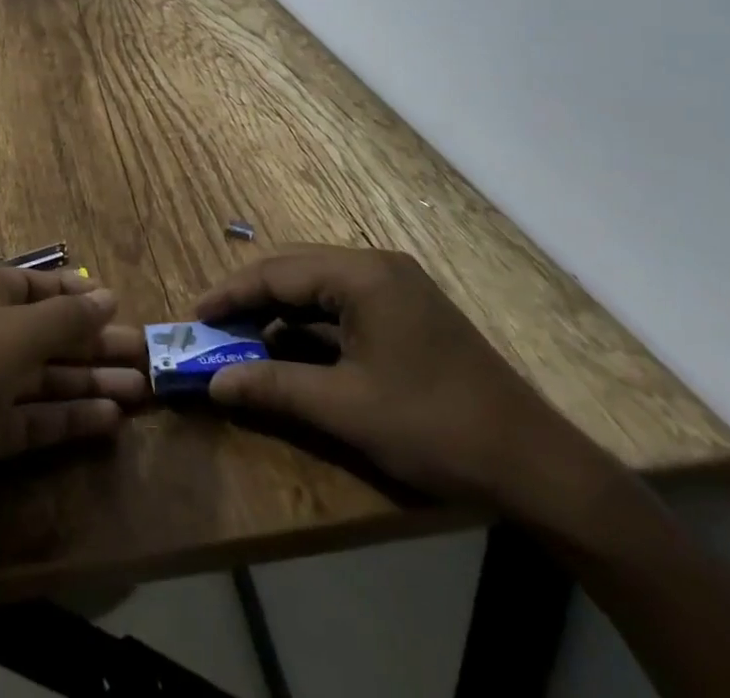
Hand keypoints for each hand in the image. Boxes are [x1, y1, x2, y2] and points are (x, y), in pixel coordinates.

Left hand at [0, 264, 146, 554]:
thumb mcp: (9, 337)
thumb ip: (64, 320)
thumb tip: (107, 296)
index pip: (38, 285)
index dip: (79, 296)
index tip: (122, 308)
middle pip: (46, 334)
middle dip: (94, 345)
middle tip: (148, 358)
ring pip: (43, 379)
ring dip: (89, 384)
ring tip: (141, 392)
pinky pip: (32, 421)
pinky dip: (67, 420)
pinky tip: (108, 422)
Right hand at [196, 247, 603, 515]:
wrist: (534, 463)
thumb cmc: (433, 425)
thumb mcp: (346, 408)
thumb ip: (274, 387)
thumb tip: (214, 383)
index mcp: (362, 275)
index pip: (278, 272)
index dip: (231, 294)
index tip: (195, 317)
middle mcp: (378, 267)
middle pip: (297, 271)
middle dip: (252, 299)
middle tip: (215, 330)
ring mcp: (397, 288)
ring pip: (320, 288)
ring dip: (281, 312)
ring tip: (245, 341)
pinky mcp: (409, 313)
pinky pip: (345, 306)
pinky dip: (312, 325)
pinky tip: (294, 350)